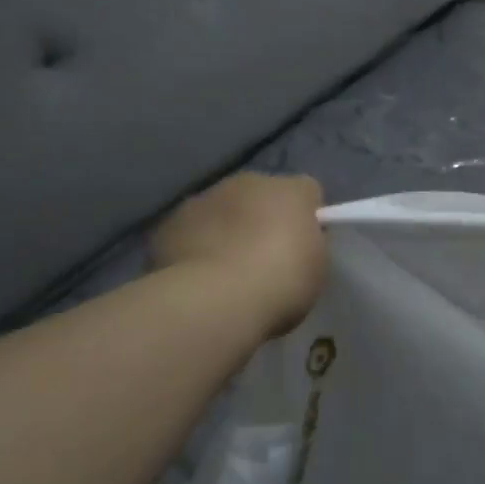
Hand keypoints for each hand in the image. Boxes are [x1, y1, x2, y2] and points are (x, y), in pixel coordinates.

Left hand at [152, 173, 326, 335]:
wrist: (215, 300)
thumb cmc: (280, 281)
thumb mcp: (316, 266)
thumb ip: (307, 244)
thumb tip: (295, 241)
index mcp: (290, 190)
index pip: (306, 192)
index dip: (307, 217)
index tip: (303, 247)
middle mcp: (247, 183)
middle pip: (260, 195)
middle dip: (262, 219)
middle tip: (264, 259)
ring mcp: (203, 200)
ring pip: (221, 210)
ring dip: (226, 230)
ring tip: (226, 272)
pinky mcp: (168, 225)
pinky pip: (189, 232)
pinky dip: (194, 247)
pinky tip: (198, 278)